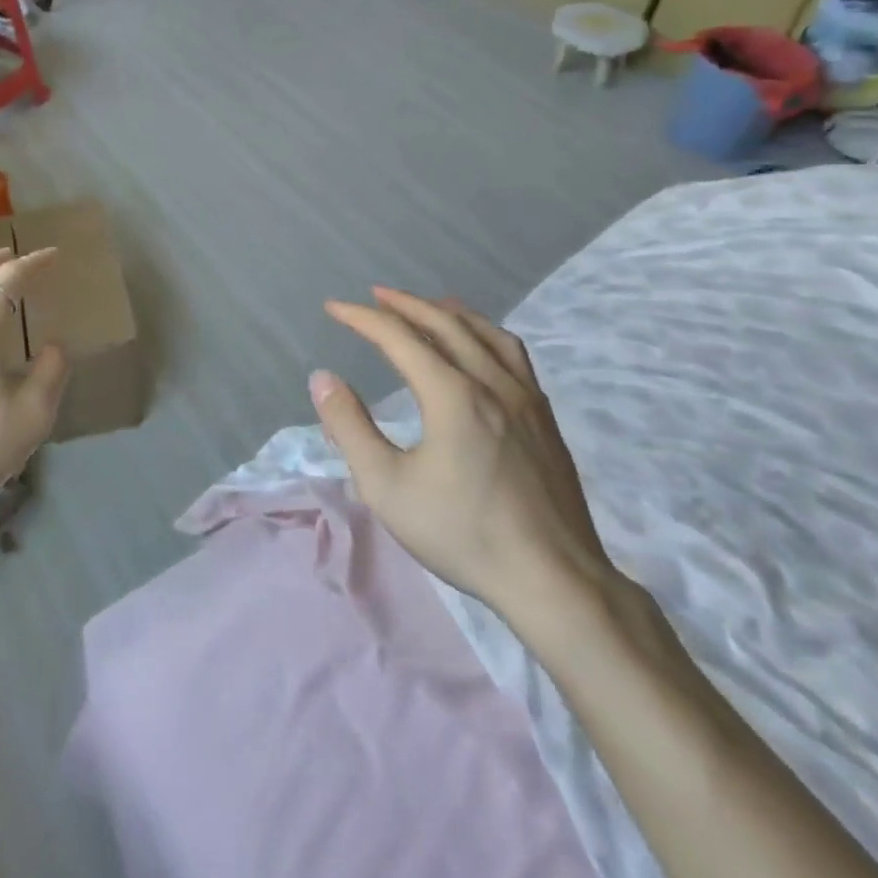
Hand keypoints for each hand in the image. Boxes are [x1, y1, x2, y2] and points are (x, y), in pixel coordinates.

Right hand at [308, 287, 616, 625]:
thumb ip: (350, 427)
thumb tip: (323, 378)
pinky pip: (512, 354)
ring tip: (427, 306)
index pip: (399, 338)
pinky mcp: (545, 419)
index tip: (334, 308)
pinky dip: (484, 334)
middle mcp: (491, 383)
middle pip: (445, 323)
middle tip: (374, 296)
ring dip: (449, 312)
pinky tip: (479, 348)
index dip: (363, 318)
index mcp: (452, 395)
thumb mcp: (386, 486)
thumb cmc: (462, 533)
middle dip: (405, 304)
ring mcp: (526, 398)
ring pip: (486, 333)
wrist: (554, 581)